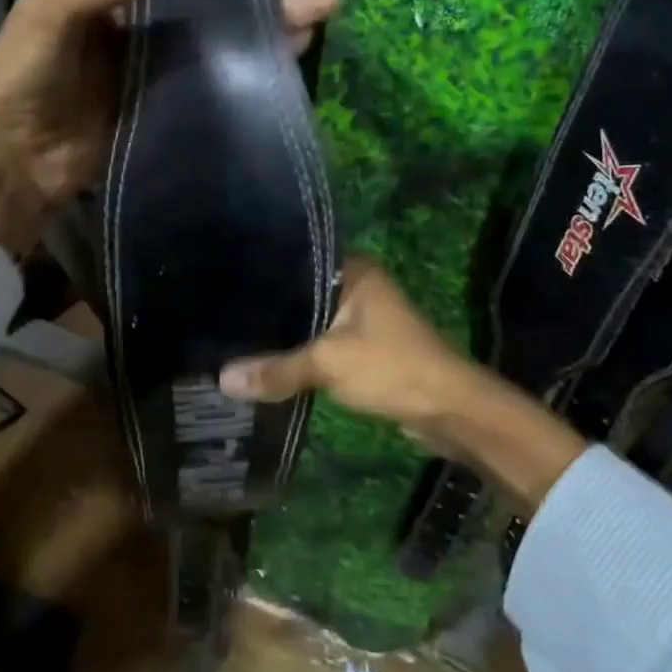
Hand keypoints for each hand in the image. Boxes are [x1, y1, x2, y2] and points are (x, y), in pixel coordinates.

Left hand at [0, 0, 337, 253]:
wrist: (16, 160)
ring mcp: (164, 70)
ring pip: (231, 35)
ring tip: (329, 4)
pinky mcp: (174, 109)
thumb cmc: (25, 76)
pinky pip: (223, 81)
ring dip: (278, 18)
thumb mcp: (56, 10)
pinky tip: (296, 51)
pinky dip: (259, 66)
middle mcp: (147, 26)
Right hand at [217, 259, 475, 432]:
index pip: (298, 260)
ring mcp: (364, 319)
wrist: (450, 410)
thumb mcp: (328, 364)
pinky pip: (322, 345)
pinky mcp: (365, 349)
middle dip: (269, 308)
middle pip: (302, 293)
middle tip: (220, 312)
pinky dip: (301, 354)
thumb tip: (222, 379)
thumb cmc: (392, 368)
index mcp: (354, 272)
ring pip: (312, 322)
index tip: (223, 280)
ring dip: (285, 334)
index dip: (263, 272)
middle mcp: (359, 287)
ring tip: (235, 336)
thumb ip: (276, 369)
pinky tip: (269, 361)